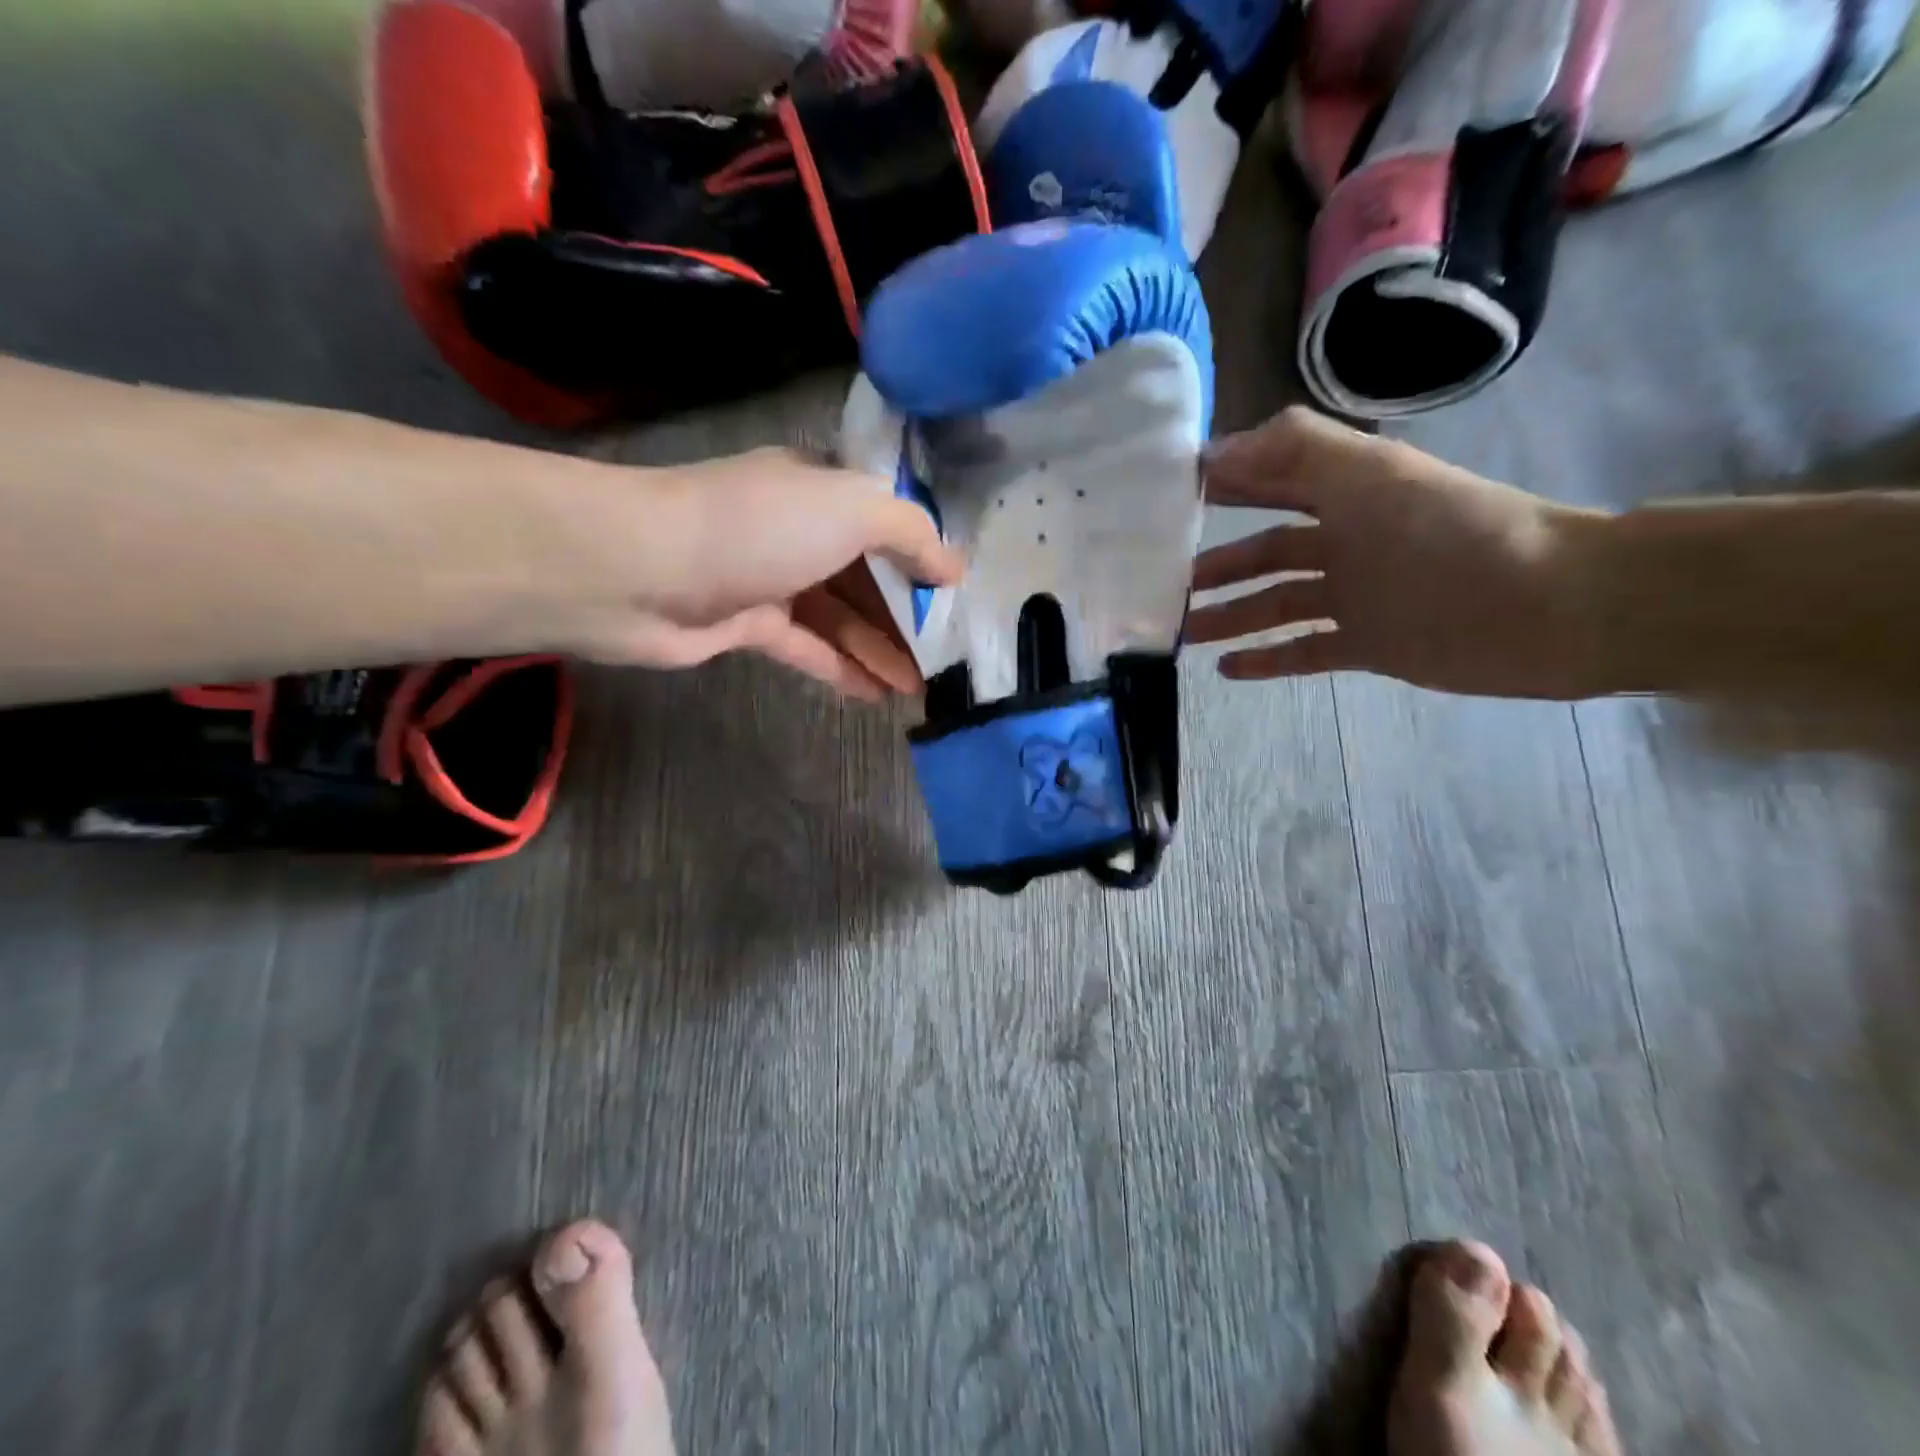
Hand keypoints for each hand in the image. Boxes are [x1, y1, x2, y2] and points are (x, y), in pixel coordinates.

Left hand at [562, 446, 959, 700]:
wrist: (641, 569)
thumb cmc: (757, 528)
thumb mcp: (850, 510)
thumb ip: (909, 533)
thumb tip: (954, 567)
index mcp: (821, 490)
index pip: (886, 521)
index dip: (924, 556)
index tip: (959, 596)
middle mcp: (798, 531)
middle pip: (867, 575)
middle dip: (908, 615)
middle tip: (948, 657)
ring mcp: (771, 579)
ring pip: (840, 617)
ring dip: (881, 650)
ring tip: (922, 688)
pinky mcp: (748, 625)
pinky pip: (808, 647)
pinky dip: (842, 668)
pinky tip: (878, 695)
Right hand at [1186, 408, 1602, 697]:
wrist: (1546, 609)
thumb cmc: (1451, 535)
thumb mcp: (1370, 475)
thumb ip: (1294, 451)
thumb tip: (1213, 452)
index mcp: (1349, 491)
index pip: (1272, 480)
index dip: (1225, 484)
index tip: (1167, 501)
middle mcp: (1348, 539)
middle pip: (1267, 547)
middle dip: (1217, 560)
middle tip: (1165, 581)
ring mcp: (1356, 595)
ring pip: (1276, 602)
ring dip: (1230, 614)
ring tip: (1184, 632)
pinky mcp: (1368, 643)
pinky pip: (1304, 650)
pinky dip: (1266, 660)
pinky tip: (1227, 670)